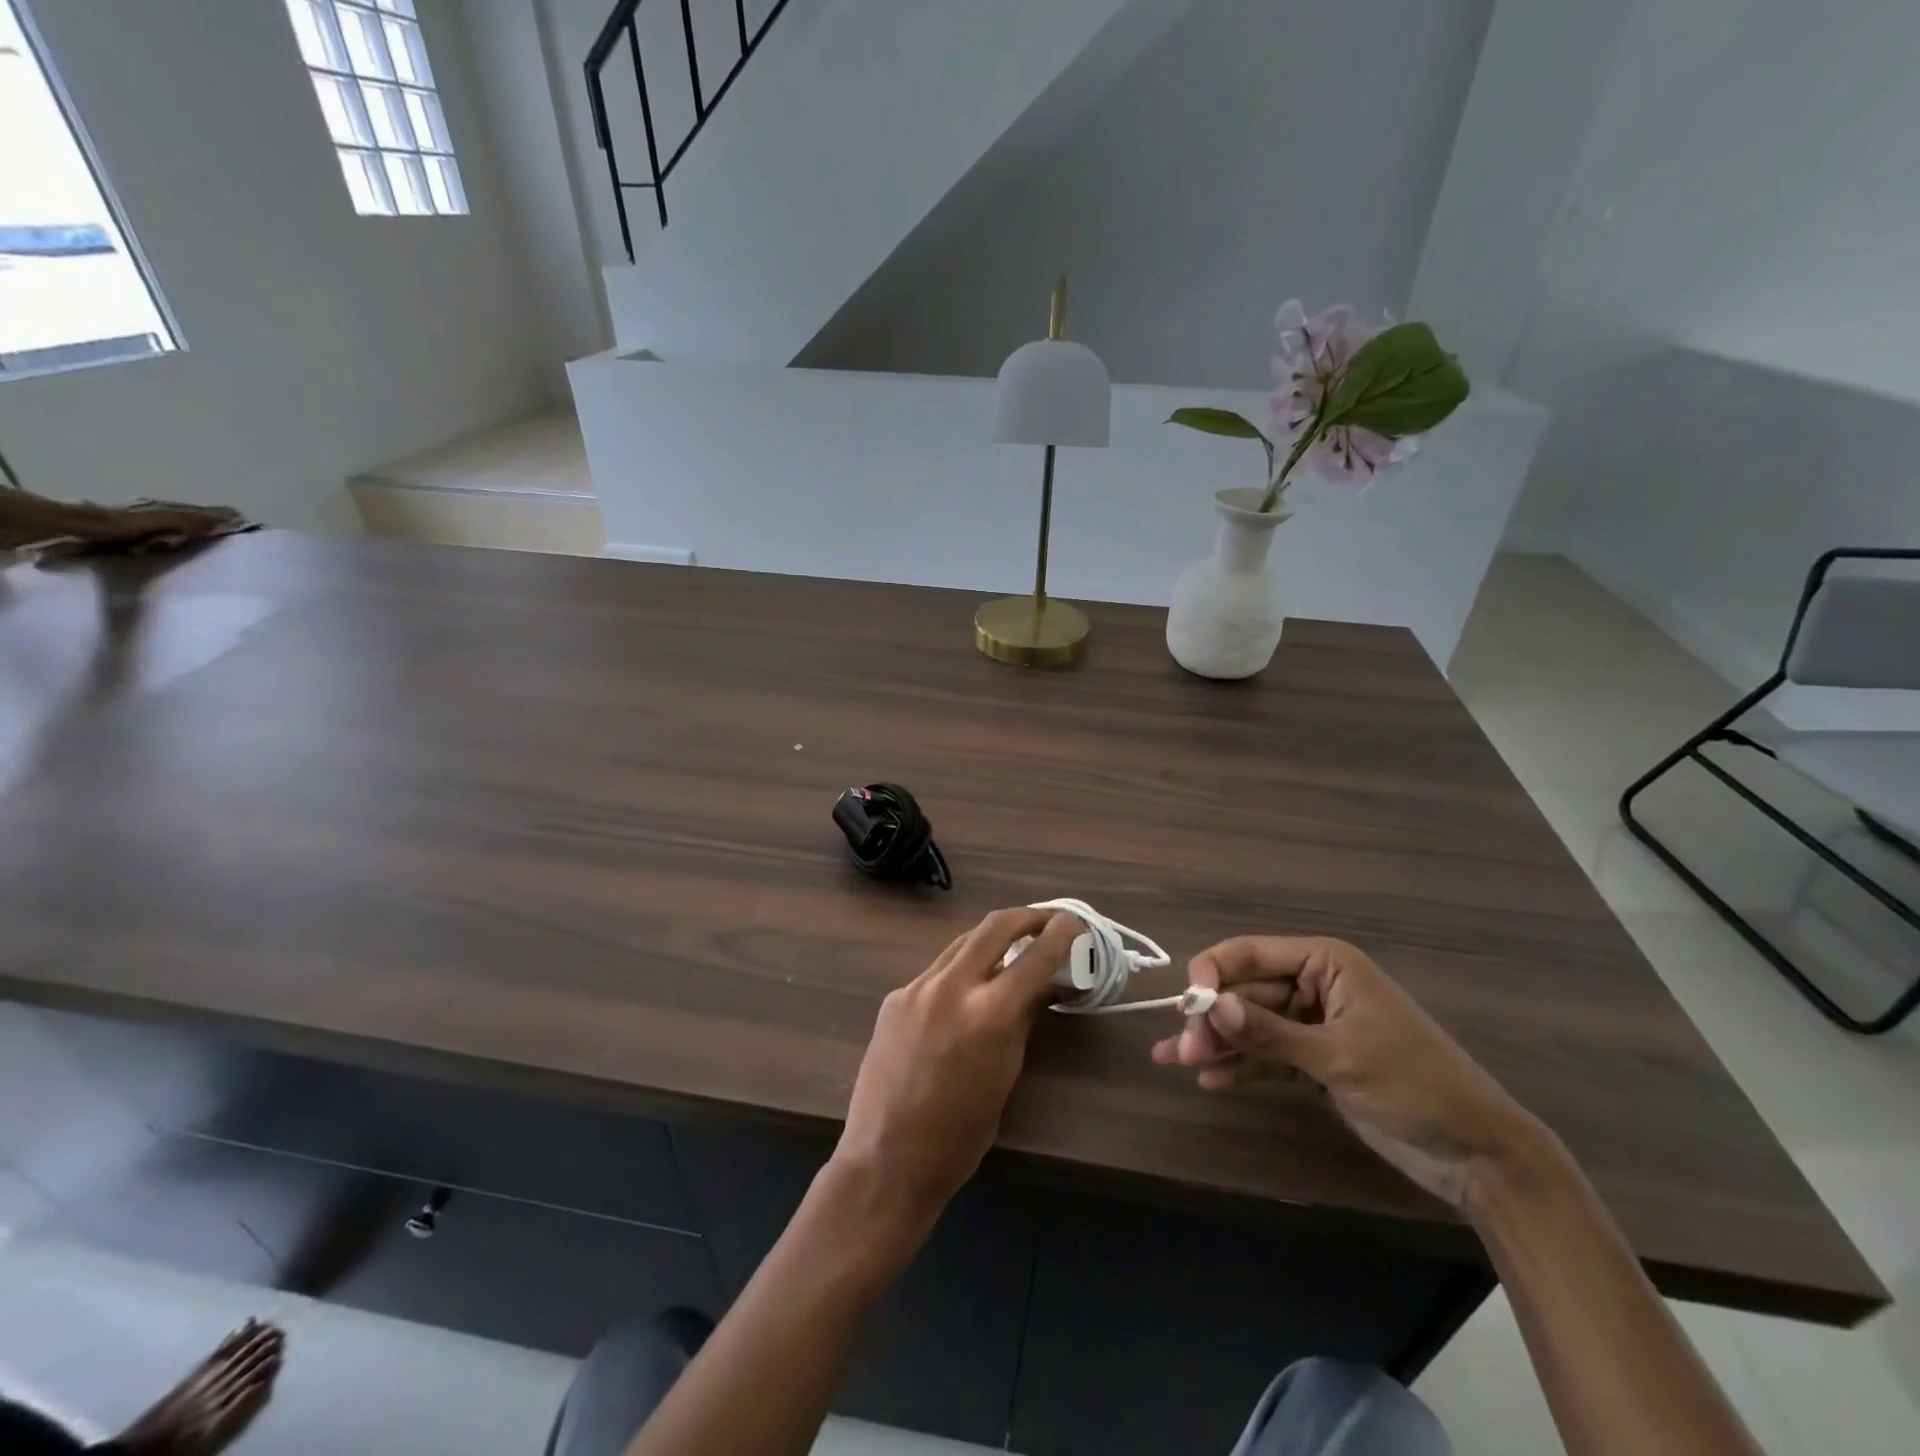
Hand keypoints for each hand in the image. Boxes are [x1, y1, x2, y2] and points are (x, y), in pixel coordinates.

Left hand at [833, 908, 1078, 1219]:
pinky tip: (970, 988)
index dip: (1060, 934)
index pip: (1035, 957)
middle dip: (1026, 916)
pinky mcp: (895, 997)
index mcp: (987, 1013)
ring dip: (992, 938)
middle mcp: (950, 986)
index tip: (1075, 923)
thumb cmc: (960, 1134)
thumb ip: (1025, 1020)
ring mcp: (916, 987)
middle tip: (1048, 920)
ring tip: (1015, 944)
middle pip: (994, 926)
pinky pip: (936, 971)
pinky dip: (962, 969)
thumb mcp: (1006, 1074)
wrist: (886, 1159)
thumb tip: (1047, 987)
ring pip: (962, 943)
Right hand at [1152, 936, 1550, 1208]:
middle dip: (1213, 1018)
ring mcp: (1314, 1026)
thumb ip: (1270, 1032)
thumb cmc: (1414, 1086)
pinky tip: (1212, 1081)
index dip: (1214, 972)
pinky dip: (1241, 1067)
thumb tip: (1211, 1006)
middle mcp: (1314, 986)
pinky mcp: (1316, 1062)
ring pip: (1251, 1025)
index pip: (1252, 953)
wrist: (1479, 1156)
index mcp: (1325, 964)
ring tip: (1178, 1062)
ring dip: (1218, 1043)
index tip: (1187, 1004)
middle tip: (1182, 1050)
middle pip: (1246, 992)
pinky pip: (1267, 1055)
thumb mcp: (1339, 1057)